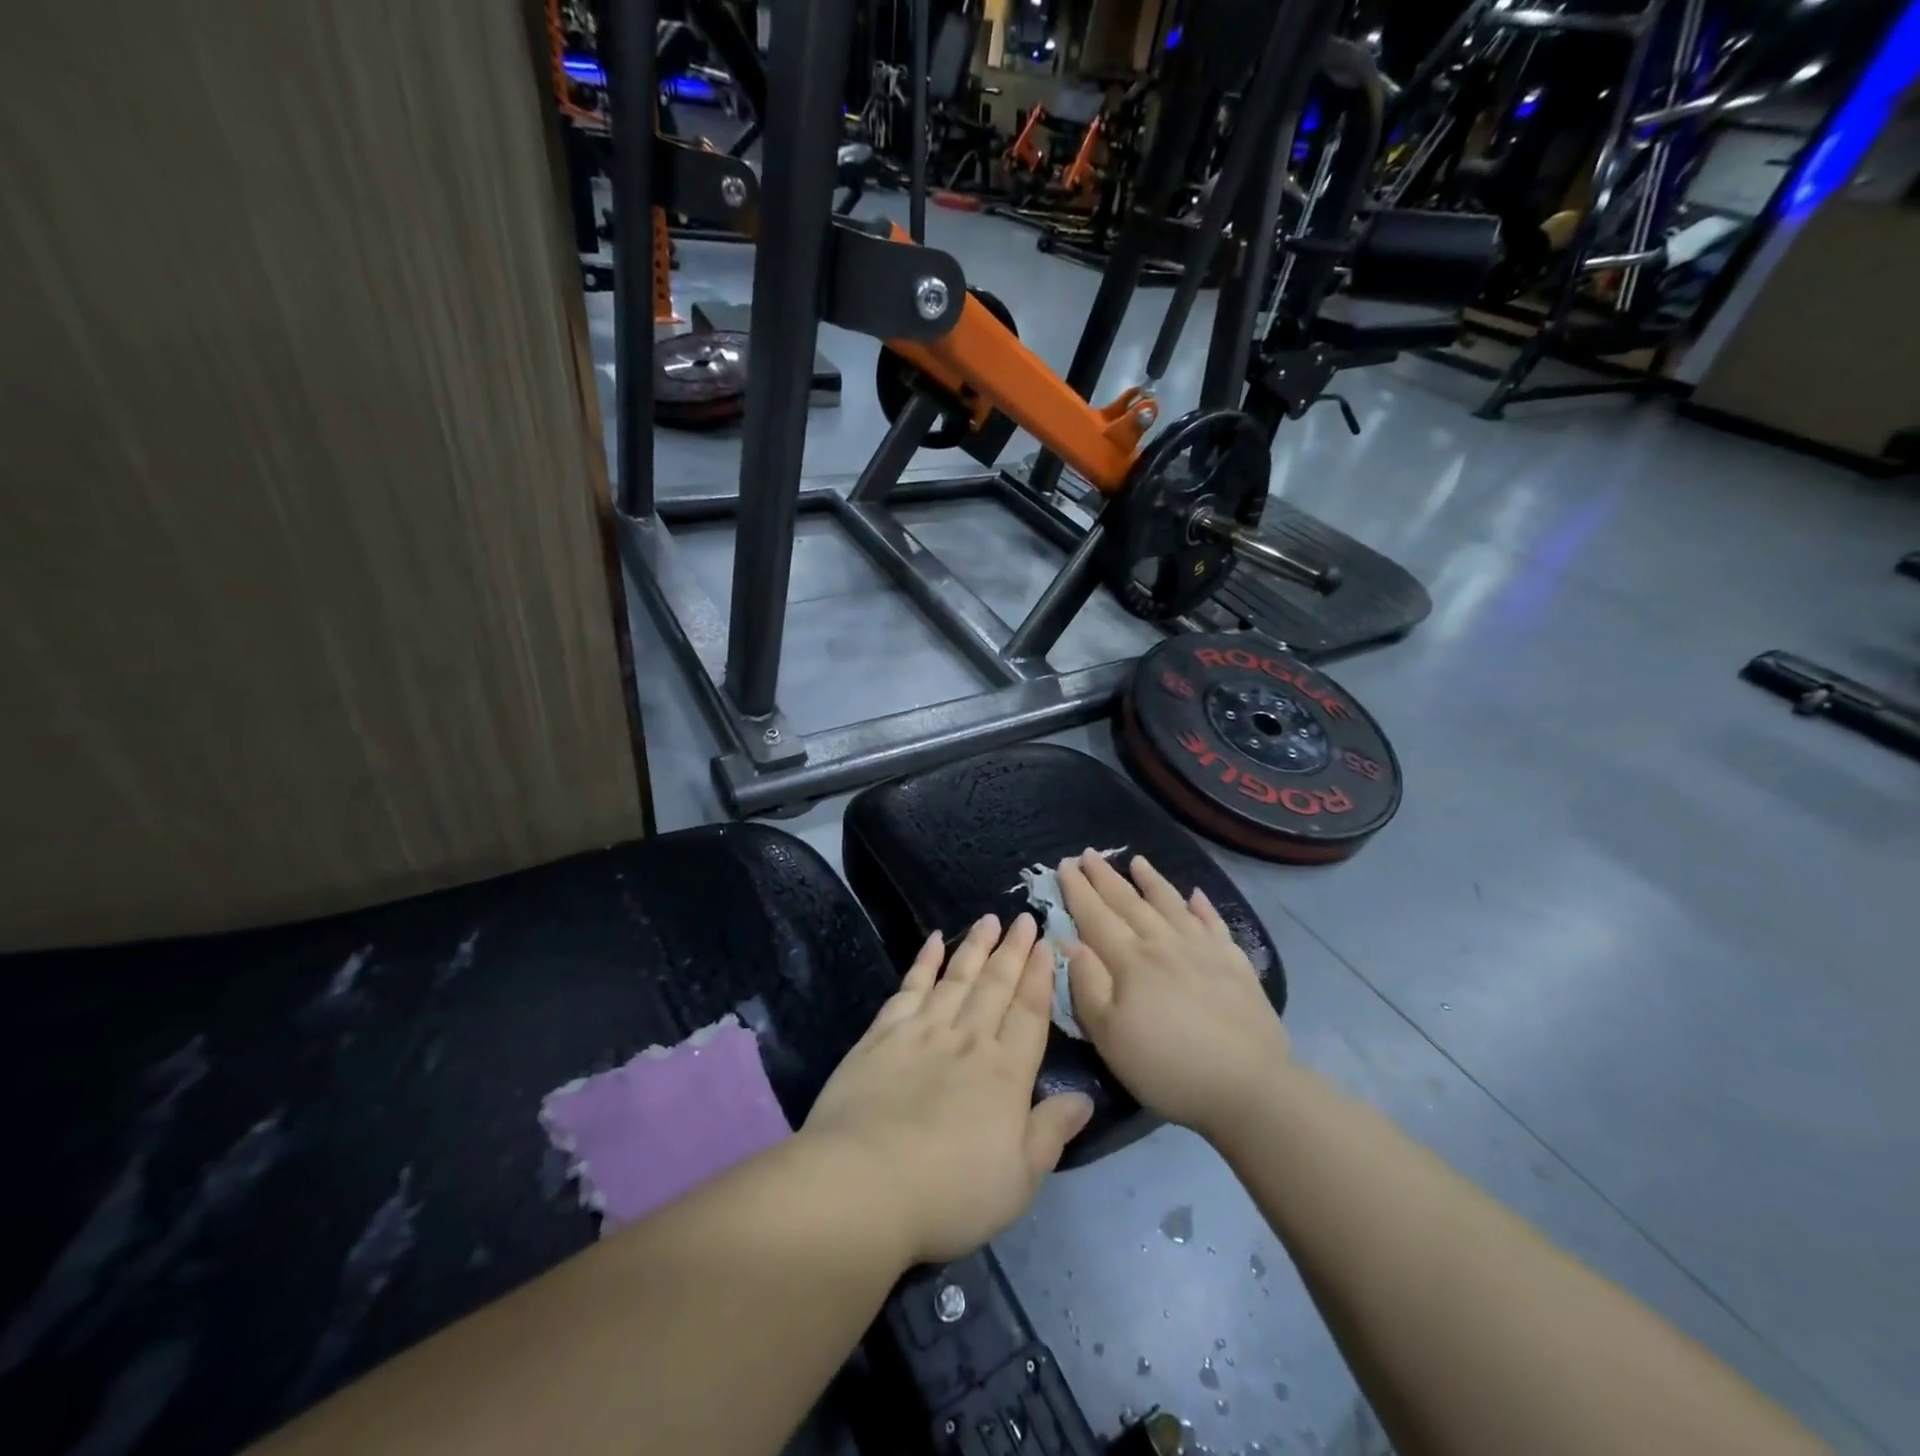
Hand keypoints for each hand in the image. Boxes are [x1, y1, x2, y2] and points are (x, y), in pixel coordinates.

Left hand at [801, 914, 1094, 1265]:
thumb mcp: (1018, 1179)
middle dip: (1013, 950)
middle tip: (1024, 917)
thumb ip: (1051, 1132)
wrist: (864, 1184)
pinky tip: (933, 941)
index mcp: (1005, 1073)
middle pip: (996, 985)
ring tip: (989, 919)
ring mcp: (922, 1031)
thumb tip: (1085, 1098)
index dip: (1040, 977)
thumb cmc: (950, 1192)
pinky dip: (924, 962)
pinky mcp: (882, 1034)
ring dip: (975, 947)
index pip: (1029, 1013)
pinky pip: (910, 987)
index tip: (1045, 944)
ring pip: (956, 977)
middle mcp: (968, 1040)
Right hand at [1059, 851, 1290, 1141]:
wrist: (1248, 1086)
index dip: (1078, 890)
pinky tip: (1195, 895)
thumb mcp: (1110, 1036)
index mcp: (1130, 961)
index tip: (1064, 864)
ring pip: (1171, 904)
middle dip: (1105, 877)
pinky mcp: (1235, 963)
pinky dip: (1202, 906)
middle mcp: (1164, 943)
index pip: (1096, 916)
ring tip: (1137, 860)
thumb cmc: (1167, 1066)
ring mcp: (1203, 949)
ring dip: (1151, 881)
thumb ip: (1086, 985)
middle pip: (1129, 903)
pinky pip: (1214, 923)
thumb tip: (1069, 941)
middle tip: (1088, 854)